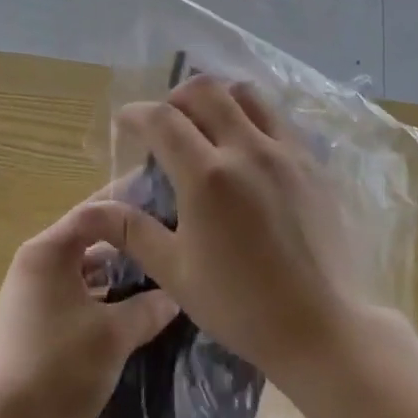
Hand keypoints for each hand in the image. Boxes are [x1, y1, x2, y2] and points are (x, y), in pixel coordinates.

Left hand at [0, 198, 178, 417]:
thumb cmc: (57, 369)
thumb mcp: (114, 336)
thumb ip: (148, 308)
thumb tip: (175, 294)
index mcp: (48, 251)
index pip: (95, 211)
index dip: (131, 205)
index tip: (166, 206)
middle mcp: (35, 265)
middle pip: (89, 239)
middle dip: (128, 242)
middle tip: (169, 243)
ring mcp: (30, 298)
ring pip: (83, 273)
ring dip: (117, 275)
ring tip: (160, 279)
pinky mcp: (32, 329)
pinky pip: (75, 299)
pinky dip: (102, 301)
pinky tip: (133, 316)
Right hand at [112, 76, 363, 384]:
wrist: (321, 327)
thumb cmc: (240, 306)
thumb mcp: (175, 272)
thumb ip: (133, 231)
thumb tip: (96, 207)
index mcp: (207, 176)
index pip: (162, 119)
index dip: (137, 113)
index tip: (126, 122)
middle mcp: (247, 149)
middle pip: (205, 90)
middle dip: (176, 97)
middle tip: (167, 122)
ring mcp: (285, 151)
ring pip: (246, 94)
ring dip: (218, 99)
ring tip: (208, 125)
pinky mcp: (312, 162)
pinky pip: (277, 118)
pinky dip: (253, 118)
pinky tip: (248, 150)